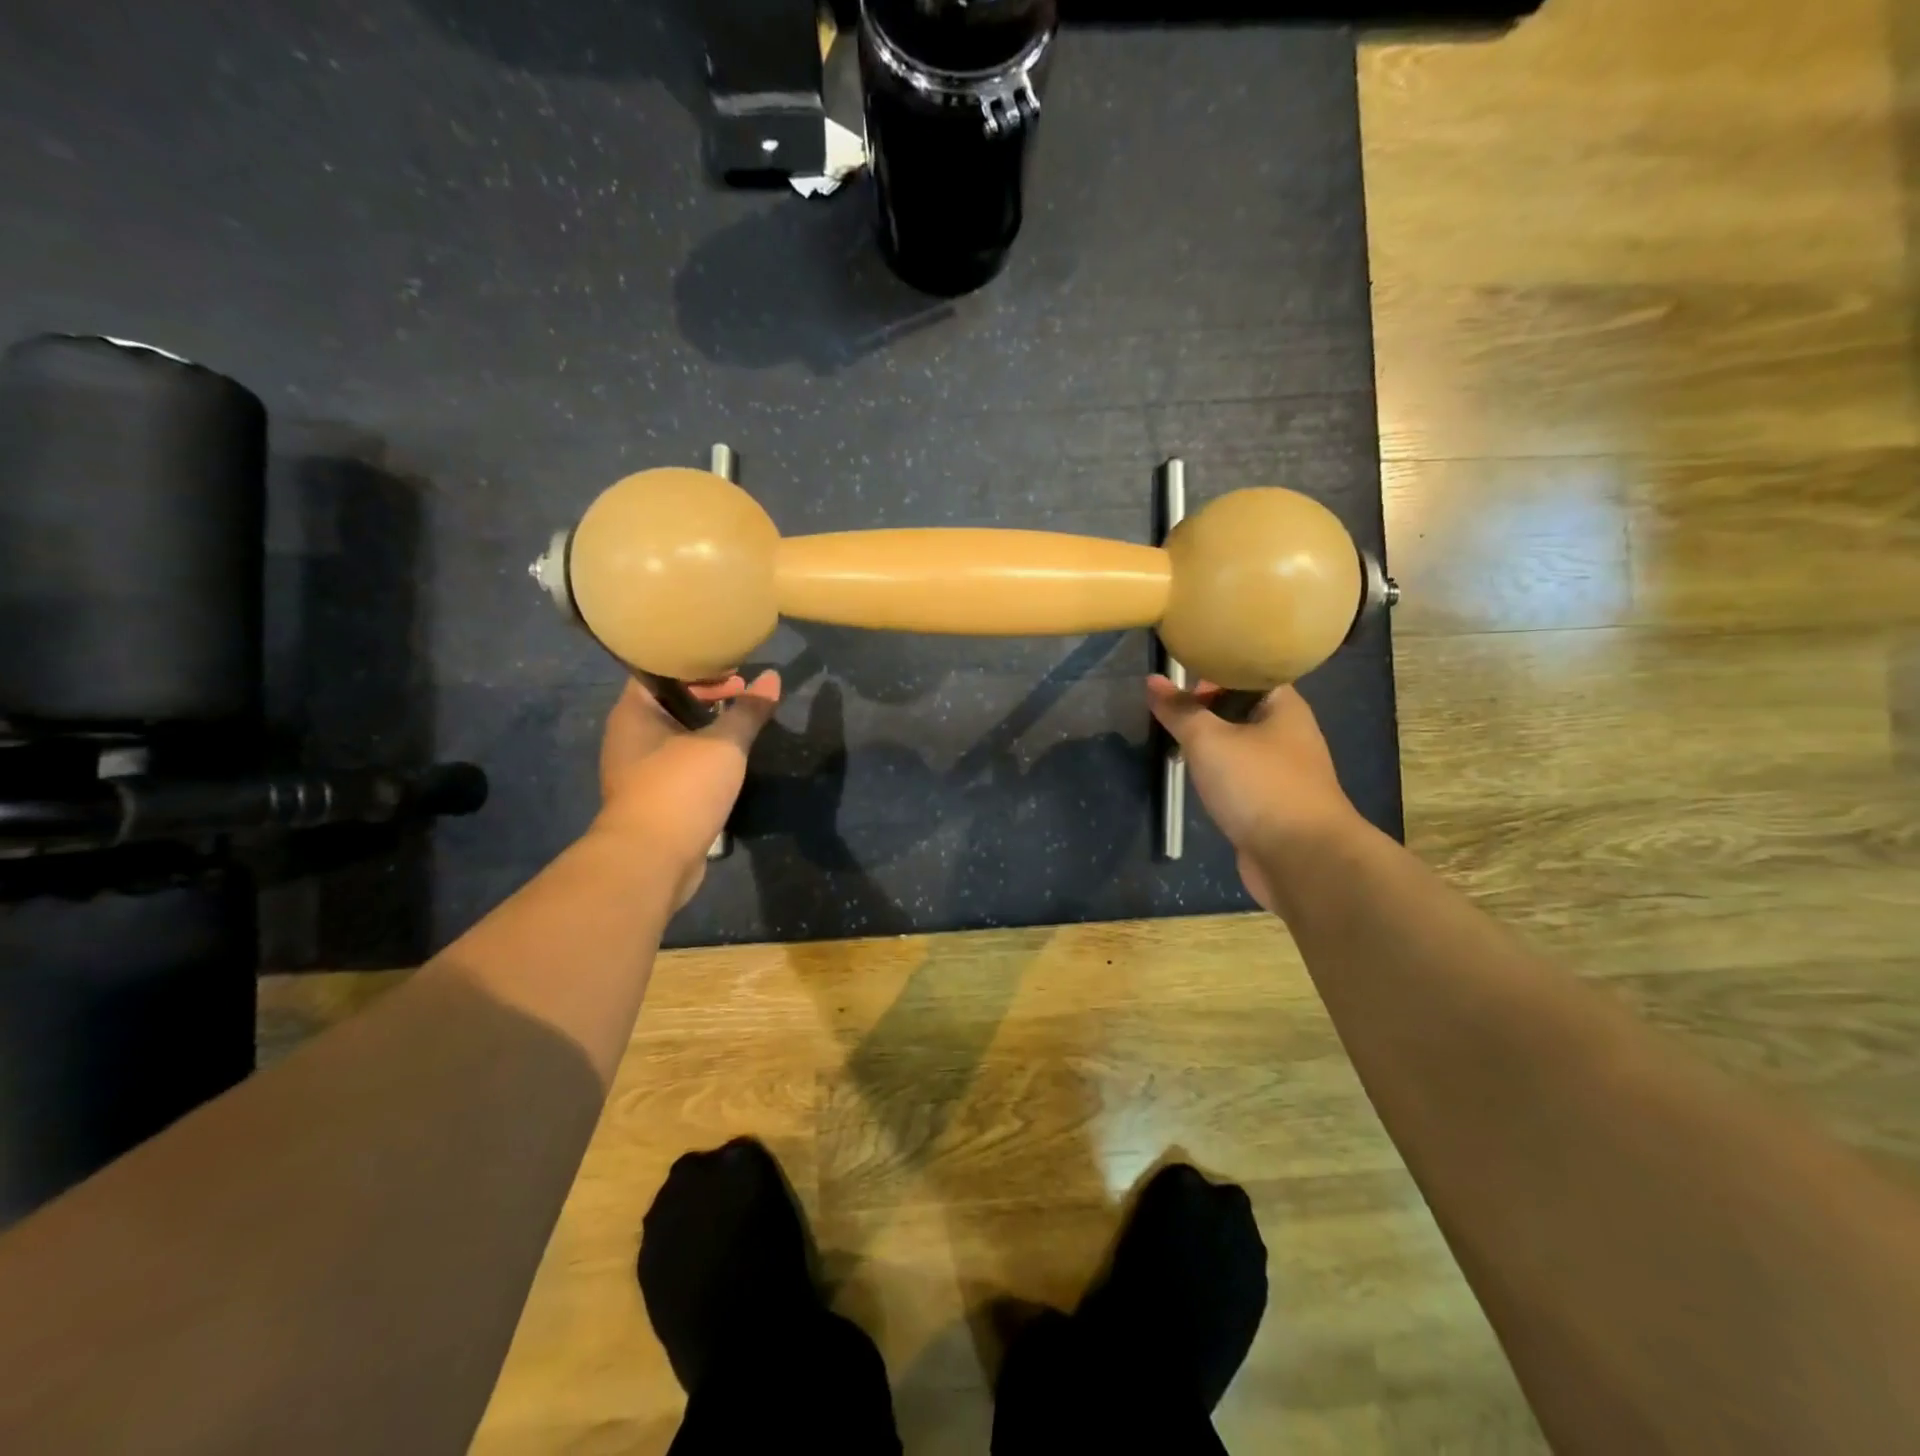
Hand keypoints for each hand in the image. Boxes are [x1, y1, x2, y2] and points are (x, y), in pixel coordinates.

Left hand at [594, 670, 780, 909]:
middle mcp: (629, 737)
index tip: (730, 667)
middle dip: (708, 696)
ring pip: (678, 737)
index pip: (658, 671)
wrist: (652, 860)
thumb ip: (748, 711)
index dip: (694, 664)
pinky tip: (732, 760)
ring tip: (745, 723)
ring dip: (709, 730)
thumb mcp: (724, 745)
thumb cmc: (681, 788)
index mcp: (633, 713)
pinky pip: (681, 766)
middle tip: (745, 694)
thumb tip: (772, 677)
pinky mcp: (654, 799)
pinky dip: (705, 758)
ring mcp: (639, 771)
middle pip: (671, 703)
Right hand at [1147, 674, 1359, 912]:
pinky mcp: (1273, 804)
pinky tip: (1196, 780)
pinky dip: (1218, 776)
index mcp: (1284, 707)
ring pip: (1239, 746)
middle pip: (1241, 710)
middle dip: (1205, 711)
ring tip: (1175, 744)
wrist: (1301, 858)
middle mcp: (1288, 734)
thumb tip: (1152, 680)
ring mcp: (1283, 772)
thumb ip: (1179, 711)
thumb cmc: (1258, 786)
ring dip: (1210, 746)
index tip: (1177, 681)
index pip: (1247, 674)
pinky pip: (1240, 778)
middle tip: (1170, 715)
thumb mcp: (1209, 740)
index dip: (1213, 672)